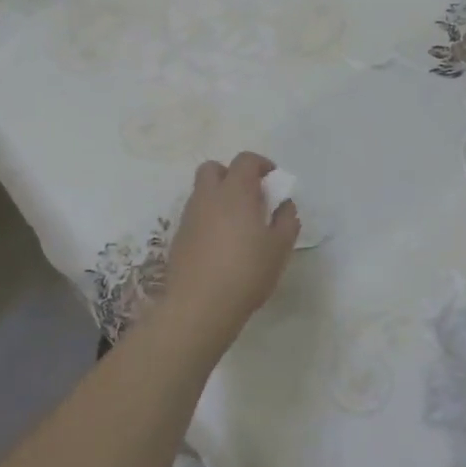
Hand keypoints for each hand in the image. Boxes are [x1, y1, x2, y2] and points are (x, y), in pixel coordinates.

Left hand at [158, 152, 299, 352]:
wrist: (199, 306)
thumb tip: (284, 204)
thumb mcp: (280, 247)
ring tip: (237, 224)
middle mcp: (208, 196)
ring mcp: (189, 216)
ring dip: (219, 197)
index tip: (273, 180)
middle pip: (213, 168)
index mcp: (235, 191)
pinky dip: (208, 219)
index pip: (245, 160)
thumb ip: (287, 219)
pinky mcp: (178, 237)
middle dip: (231, 174)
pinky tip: (221, 244)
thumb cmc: (247, 271)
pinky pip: (195, 215)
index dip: (261, 164)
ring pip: (201, 192)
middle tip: (250, 197)